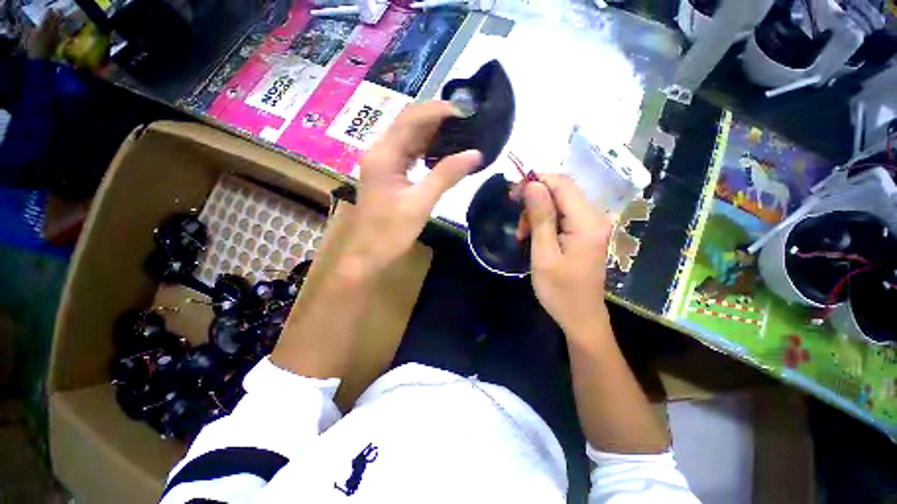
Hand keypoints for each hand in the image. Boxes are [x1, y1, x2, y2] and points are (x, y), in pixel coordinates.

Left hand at [345, 101, 481, 271]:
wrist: (367, 255)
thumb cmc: (390, 232)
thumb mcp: (421, 203)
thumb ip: (446, 175)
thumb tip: (475, 154)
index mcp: (383, 155)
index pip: (411, 119)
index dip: (438, 111)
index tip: (465, 112)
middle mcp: (380, 152)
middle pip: (408, 125)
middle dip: (437, 120)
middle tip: (466, 121)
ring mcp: (382, 164)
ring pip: (408, 140)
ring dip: (432, 135)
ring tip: (459, 133)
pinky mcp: (387, 176)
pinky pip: (407, 155)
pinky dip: (425, 151)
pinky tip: (441, 153)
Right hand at [522, 175, 613, 335]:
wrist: (580, 317)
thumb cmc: (559, 291)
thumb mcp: (544, 254)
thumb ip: (541, 217)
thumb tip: (533, 184)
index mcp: (587, 222)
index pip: (562, 183)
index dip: (536, 181)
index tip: (512, 193)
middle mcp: (596, 217)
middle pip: (562, 190)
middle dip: (535, 198)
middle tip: (517, 221)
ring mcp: (593, 224)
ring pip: (561, 202)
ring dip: (538, 212)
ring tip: (524, 234)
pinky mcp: (587, 232)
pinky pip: (564, 214)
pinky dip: (546, 220)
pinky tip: (536, 236)